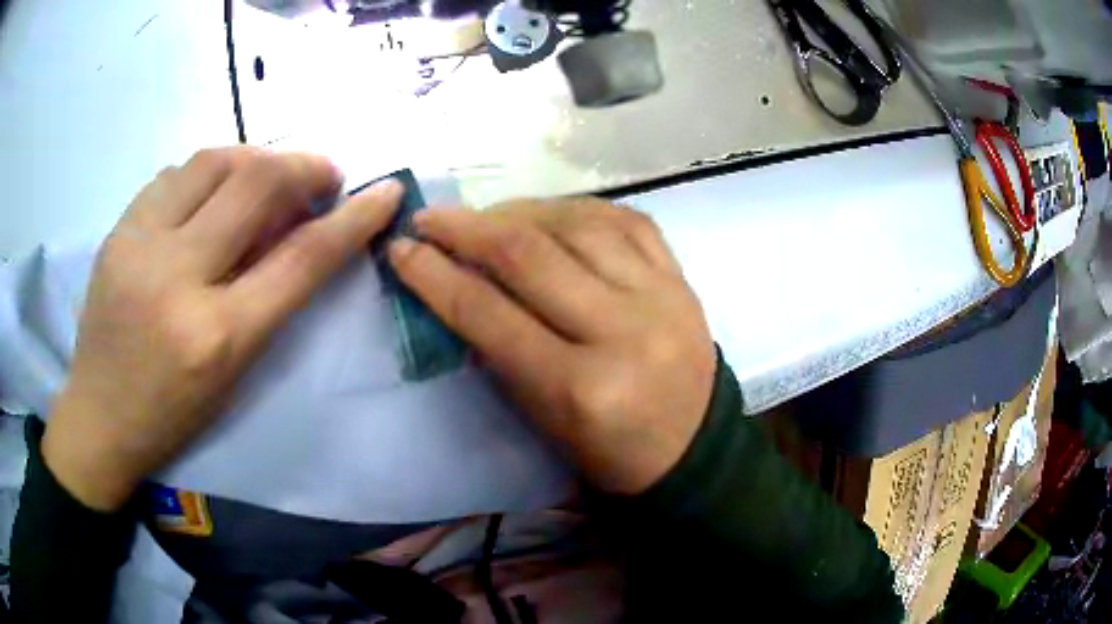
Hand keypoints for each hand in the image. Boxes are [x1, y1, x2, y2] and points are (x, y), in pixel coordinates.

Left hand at [43, 148, 402, 510]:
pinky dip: (208, 172)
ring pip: (214, 161)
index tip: (385, 192)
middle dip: (304, 167)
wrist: (100, 417)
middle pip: (257, 184)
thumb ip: (269, 296)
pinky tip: (212, 193)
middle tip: (320, 177)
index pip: (300, 259)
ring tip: (265, 179)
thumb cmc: (174, 413)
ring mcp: (140, 246)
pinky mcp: (117, 230)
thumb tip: (299, 226)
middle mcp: (177, 280)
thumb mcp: (233, 370)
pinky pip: (175, 174)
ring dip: (255, 160)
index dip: (353, 219)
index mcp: (218, 337)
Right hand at [389, 199, 715, 493]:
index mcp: (579, 389)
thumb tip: (455, 285)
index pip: (490, 315)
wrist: (695, 448)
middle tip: (431, 218)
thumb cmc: (609, 452)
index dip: (435, 276)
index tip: (402, 249)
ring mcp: (660, 297)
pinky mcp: (682, 279)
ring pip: (576, 224)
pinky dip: (578, 209)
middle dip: (467, 228)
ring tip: (488, 215)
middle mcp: (622, 332)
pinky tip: (550, 212)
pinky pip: (626, 219)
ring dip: (520, 210)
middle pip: (529, 256)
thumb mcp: (542, 421)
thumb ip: (498, 353)